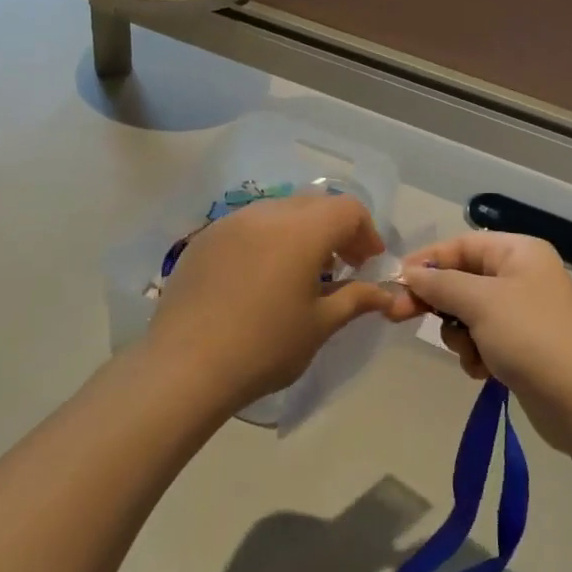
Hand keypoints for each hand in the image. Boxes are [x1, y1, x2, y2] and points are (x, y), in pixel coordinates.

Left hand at [144, 193, 401, 411]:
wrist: (185, 367)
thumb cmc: (264, 347)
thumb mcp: (320, 325)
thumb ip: (356, 299)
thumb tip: (385, 294)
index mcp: (302, 230)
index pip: (348, 209)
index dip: (366, 232)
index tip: (368, 264)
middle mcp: (266, 214)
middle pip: (314, 204)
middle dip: (335, 229)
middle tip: (342, 267)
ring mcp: (230, 223)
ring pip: (279, 211)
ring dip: (300, 232)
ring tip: (300, 272)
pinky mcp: (204, 239)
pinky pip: (247, 226)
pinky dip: (267, 240)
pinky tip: (260, 278)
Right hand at [399, 232, 571, 452]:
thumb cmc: (531, 337)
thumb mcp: (480, 302)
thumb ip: (439, 284)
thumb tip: (408, 273)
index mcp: (518, 252)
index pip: (461, 245)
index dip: (427, 261)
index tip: (395, 282)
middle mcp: (521, 276)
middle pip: (462, 279)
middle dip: (439, 303)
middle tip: (402, 317)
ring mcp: (522, 313)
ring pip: (468, 314)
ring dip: (460, 335)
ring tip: (471, 353)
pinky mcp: (522, 346)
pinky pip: (483, 340)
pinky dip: (476, 354)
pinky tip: (484, 372)